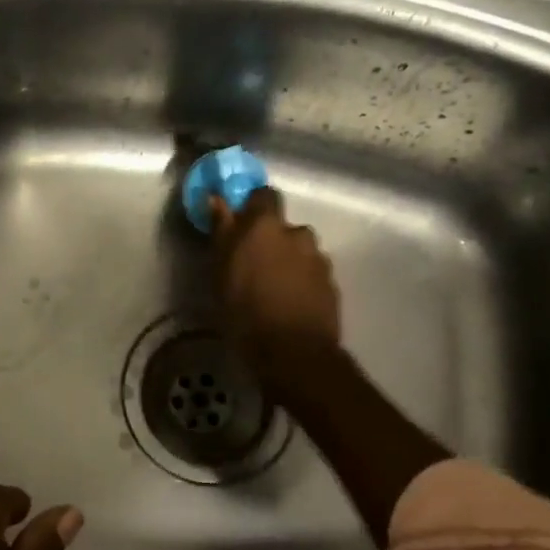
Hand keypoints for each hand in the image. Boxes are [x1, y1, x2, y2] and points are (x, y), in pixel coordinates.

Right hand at [209, 187, 341, 382]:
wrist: (295, 354)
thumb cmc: (245, 311)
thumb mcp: (220, 272)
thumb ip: (222, 231)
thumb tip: (216, 198)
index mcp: (266, 225)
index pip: (263, 195)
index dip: (252, 206)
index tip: (240, 223)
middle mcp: (297, 233)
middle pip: (282, 227)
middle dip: (270, 240)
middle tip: (253, 267)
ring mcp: (319, 259)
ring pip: (299, 251)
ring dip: (288, 262)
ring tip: (273, 291)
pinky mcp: (332, 285)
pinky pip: (312, 274)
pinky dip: (301, 283)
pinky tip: (289, 305)